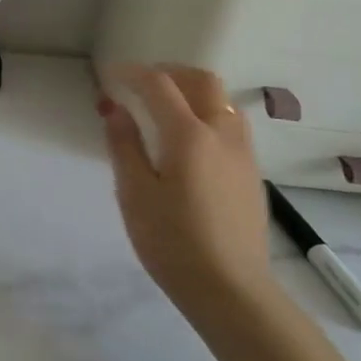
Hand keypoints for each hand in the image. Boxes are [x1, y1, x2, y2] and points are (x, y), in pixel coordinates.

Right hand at [96, 65, 271, 309]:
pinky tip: (187, 140)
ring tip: (163, 108)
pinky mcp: (251, 172)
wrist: (230, 288)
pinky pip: (230, 124)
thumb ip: (124, 145)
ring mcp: (242, 153)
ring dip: (192, 91)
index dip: (132, 73)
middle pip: (202, 81)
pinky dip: (206, 113)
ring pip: (222, 100)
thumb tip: (116, 109)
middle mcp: (222, 133)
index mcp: (189, 135)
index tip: (110, 75)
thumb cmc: (171, 240)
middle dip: (169, 72)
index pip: (159, 85)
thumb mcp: (134, 192)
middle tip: (140, 84)